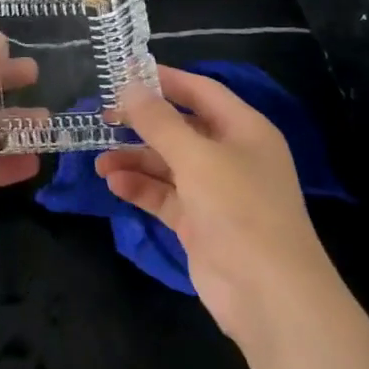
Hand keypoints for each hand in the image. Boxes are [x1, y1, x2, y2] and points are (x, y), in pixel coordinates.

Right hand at [97, 66, 330, 341]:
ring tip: (100, 161)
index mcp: (244, 129)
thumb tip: (130, 86)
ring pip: (168, 164)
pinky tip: (114, 184)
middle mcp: (231, 155)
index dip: (165, 80)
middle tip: (103, 117)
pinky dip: (141, 188)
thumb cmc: (239, 209)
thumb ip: (159, 121)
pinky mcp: (200, 224)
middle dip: (143, 123)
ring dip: (135, 159)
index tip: (124, 72)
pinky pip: (165, 195)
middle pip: (181, 128)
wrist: (269, 296)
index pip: (201, 92)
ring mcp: (216, 192)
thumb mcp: (196, 157)